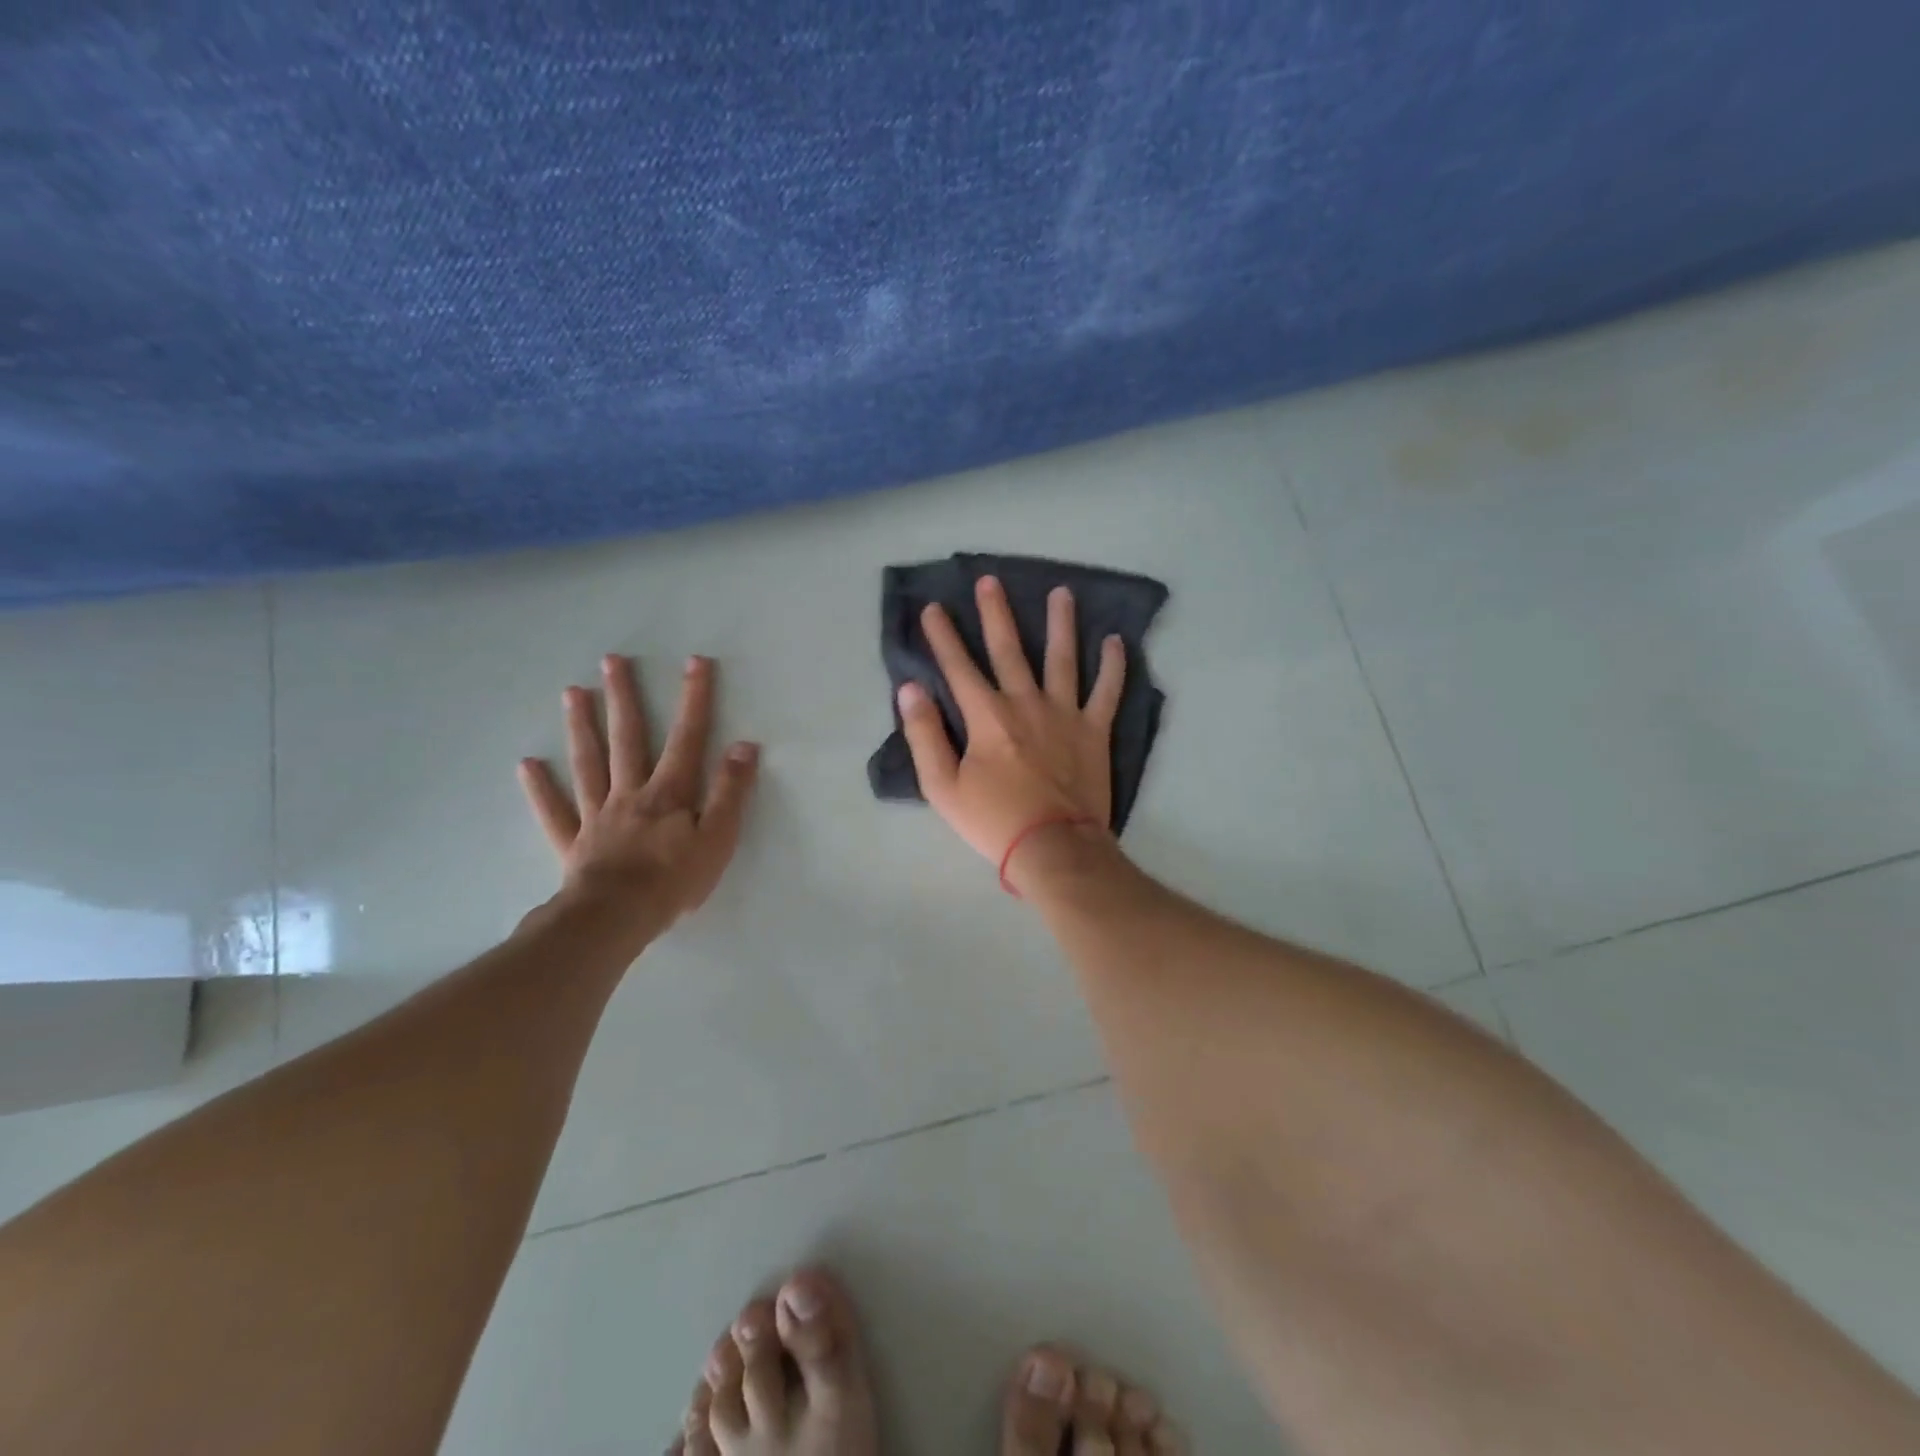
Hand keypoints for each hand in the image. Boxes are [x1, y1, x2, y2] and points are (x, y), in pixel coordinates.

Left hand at [518, 654, 758, 928]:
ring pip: (588, 763)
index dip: (694, 698)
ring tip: (573, 692)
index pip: (687, 737)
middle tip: (612, 661)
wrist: (615, 918)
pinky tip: (527, 765)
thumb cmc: (674, 880)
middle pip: (627, 738)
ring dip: (582, 727)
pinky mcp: (575, 842)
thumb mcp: (718, 837)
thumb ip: (730, 791)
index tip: (695, 661)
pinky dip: (540, 788)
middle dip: (624, 698)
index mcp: (669, 792)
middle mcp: (630, 792)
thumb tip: (744, 746)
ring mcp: (598, 815)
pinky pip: (554, 811)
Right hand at [897, 575, 1124, 868]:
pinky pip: (1107, 691)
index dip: (943, 637)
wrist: (1053, 847)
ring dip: (1061, 623)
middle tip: (990, 581)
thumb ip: (924, 735)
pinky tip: (1116, 641)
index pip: (959, 667)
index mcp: (986, 717)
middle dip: (996, 613)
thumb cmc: (992, 821)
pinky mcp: (1094, 731)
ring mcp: (1064, 714)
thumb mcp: (942, 787)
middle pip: (1009, 649)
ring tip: (1062, 593)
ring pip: (1063, 658)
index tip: (933, 608)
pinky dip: (1114, 666)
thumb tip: (911, 689)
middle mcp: (1025, 703)